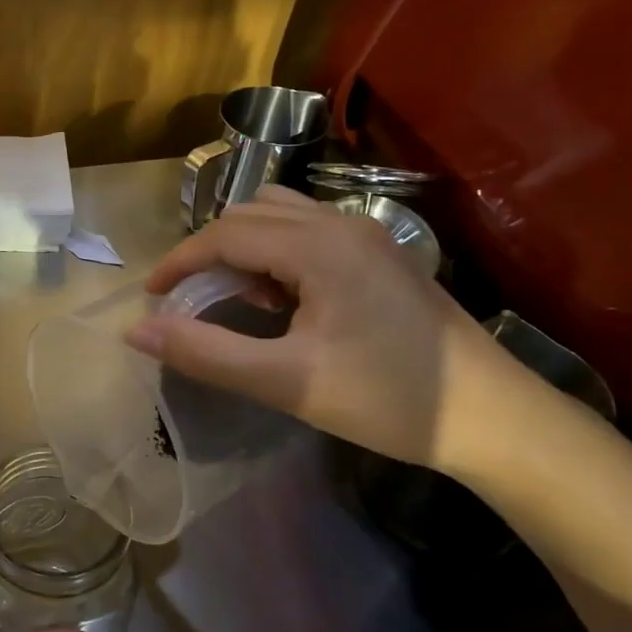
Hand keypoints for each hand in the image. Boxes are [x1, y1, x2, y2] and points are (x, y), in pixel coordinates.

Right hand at [125, 187, 521, 471]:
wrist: (494, 418)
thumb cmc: (386, 398)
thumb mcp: (285, 381)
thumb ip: (205, 352)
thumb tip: (137, 331)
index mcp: (318, 247)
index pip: (225, 233)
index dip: (179, 262)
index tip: (151, 297)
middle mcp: (340, 225)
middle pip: (249, 214)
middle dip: (208, 252)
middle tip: (190, 302)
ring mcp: (367, 236)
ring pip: (280, 216)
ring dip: (243, 247)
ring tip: (236, 298)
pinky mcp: (381, 255)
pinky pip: (308, 231)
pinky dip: (275, 252)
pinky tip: (283, 299)